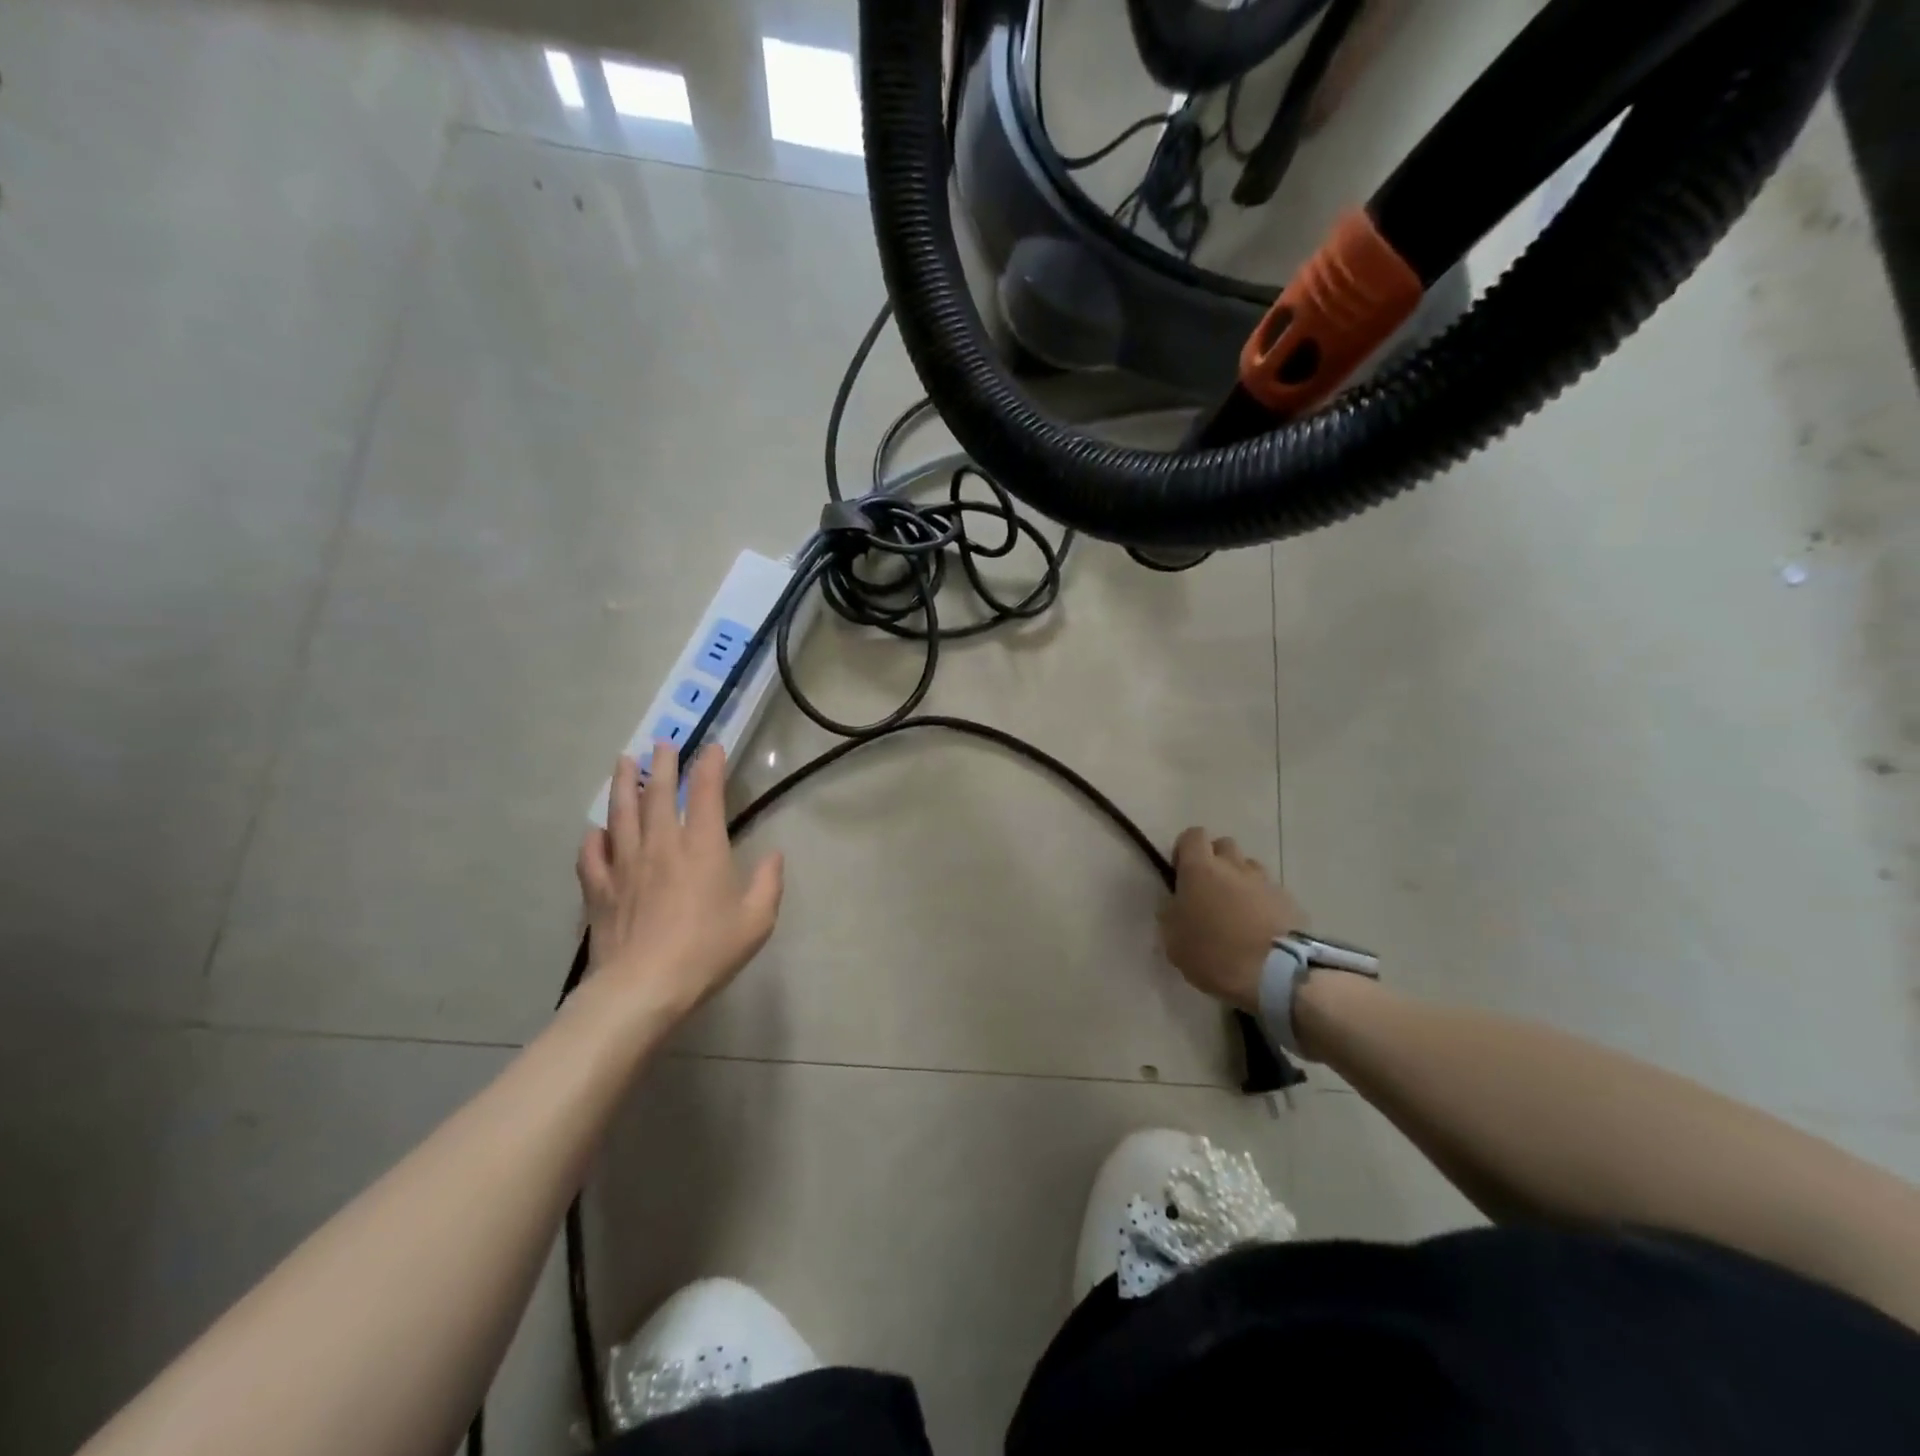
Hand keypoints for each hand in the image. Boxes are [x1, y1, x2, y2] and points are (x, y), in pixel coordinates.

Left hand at [575, 745, 784, 1024]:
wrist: (643, 988)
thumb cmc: (706, 952)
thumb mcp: (756, 921)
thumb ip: (768, 883)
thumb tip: (773, 856)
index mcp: (702, 847)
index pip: (705, 793)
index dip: (709, 766)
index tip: (711, 748)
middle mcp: (661, 845)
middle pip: (657, 794)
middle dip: (662, 764)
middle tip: (661, 743)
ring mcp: (624, 865)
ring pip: (620, 813)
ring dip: (624, 784)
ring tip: (625, 762)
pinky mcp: (598, 889)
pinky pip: (591, 854)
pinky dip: (594, 837)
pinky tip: (596, 831)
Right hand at [1159, 827, 1305, 1010]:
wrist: (1275, 975)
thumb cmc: (1214, 954)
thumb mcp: (1173, 940)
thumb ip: (1171, 913)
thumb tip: (1176, 904)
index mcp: (1200, 869)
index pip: (1192, 835)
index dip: (1185, 851)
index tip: (1181, 875)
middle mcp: (1234, 866)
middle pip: (1224, 846)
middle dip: (1215, 862)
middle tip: (1208, 892)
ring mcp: (1265, 882)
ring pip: (1249, 868)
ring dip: (1240, 881)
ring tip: (1236, 912)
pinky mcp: (1289, 901)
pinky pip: (1269, 892)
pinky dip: (1261, 902)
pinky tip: (1258, 928)